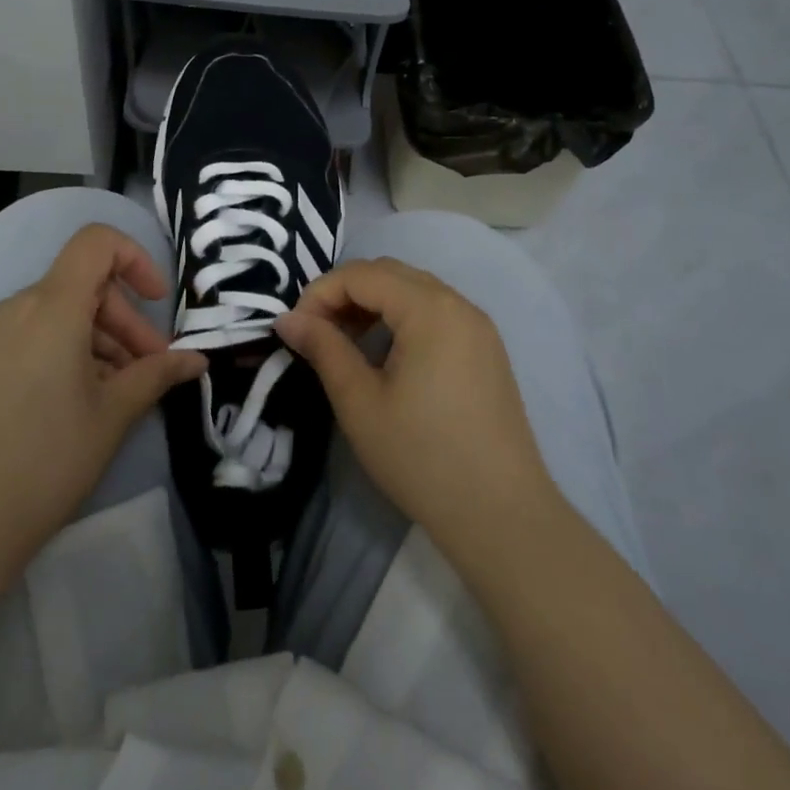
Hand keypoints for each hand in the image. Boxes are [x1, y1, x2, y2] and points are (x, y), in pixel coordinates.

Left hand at [0, 224, 205, 581]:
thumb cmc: (44, 460)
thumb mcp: (112, 415)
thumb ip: (157, 375)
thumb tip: (196, 360)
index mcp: (52, 307)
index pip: (96, 243)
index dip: (135, 258)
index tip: (157, 302)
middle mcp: (18, 308)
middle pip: (84, 285)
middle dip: (127, 320)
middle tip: (152, 369)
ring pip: (61, 314)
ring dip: (101, 340)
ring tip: (122, 393)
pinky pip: (35, 337)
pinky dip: (69, 352)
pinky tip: (84, 401)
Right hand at [276, 258, 560, 562]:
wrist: (501, 514)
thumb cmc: (421, 456)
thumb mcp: (360, 402)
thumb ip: (324, 349)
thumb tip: (287, 320)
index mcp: (430, 309)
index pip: (363, 274)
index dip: (321, 293)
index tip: (296, 330)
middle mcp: (459, 304)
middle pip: (391, 274)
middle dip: (346, 293)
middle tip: (317, 332)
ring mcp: (479, 327)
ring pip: (415, 291)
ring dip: (374, 304)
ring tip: (345, 342)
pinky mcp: (487, 350)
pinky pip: (436, 313)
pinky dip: (402, 319)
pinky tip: (385, 355)